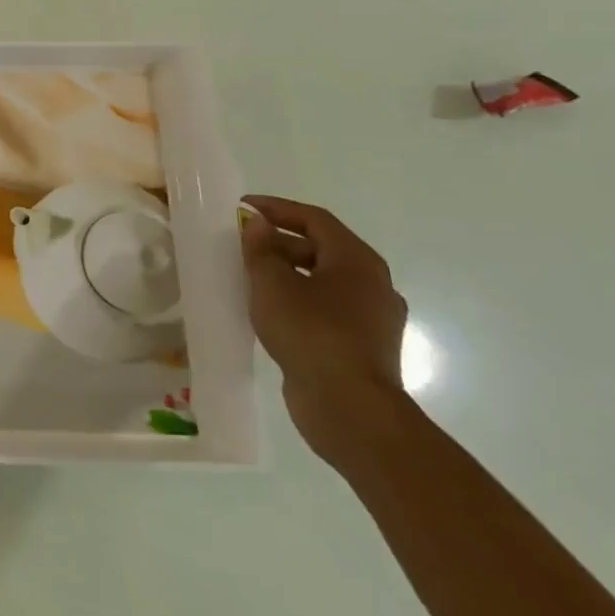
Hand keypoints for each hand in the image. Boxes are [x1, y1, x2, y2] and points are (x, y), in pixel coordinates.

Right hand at [241, 195, 409, 465]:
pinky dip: (298, 300)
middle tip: (240, 244)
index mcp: (357, 261)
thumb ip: (261, 248)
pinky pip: (326, 309)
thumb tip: (258, 224)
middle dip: (279, 242)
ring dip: (287, 273)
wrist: (350, 408)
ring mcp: (373, 318)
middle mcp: (374, 284)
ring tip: (249, 277)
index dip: (277, 208)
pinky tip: (270, 311)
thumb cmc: (311, 333)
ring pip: (324, 281)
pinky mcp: (363, 346)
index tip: (242, 207)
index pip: (315, 219)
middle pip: (322, 248)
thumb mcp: (272, 283)